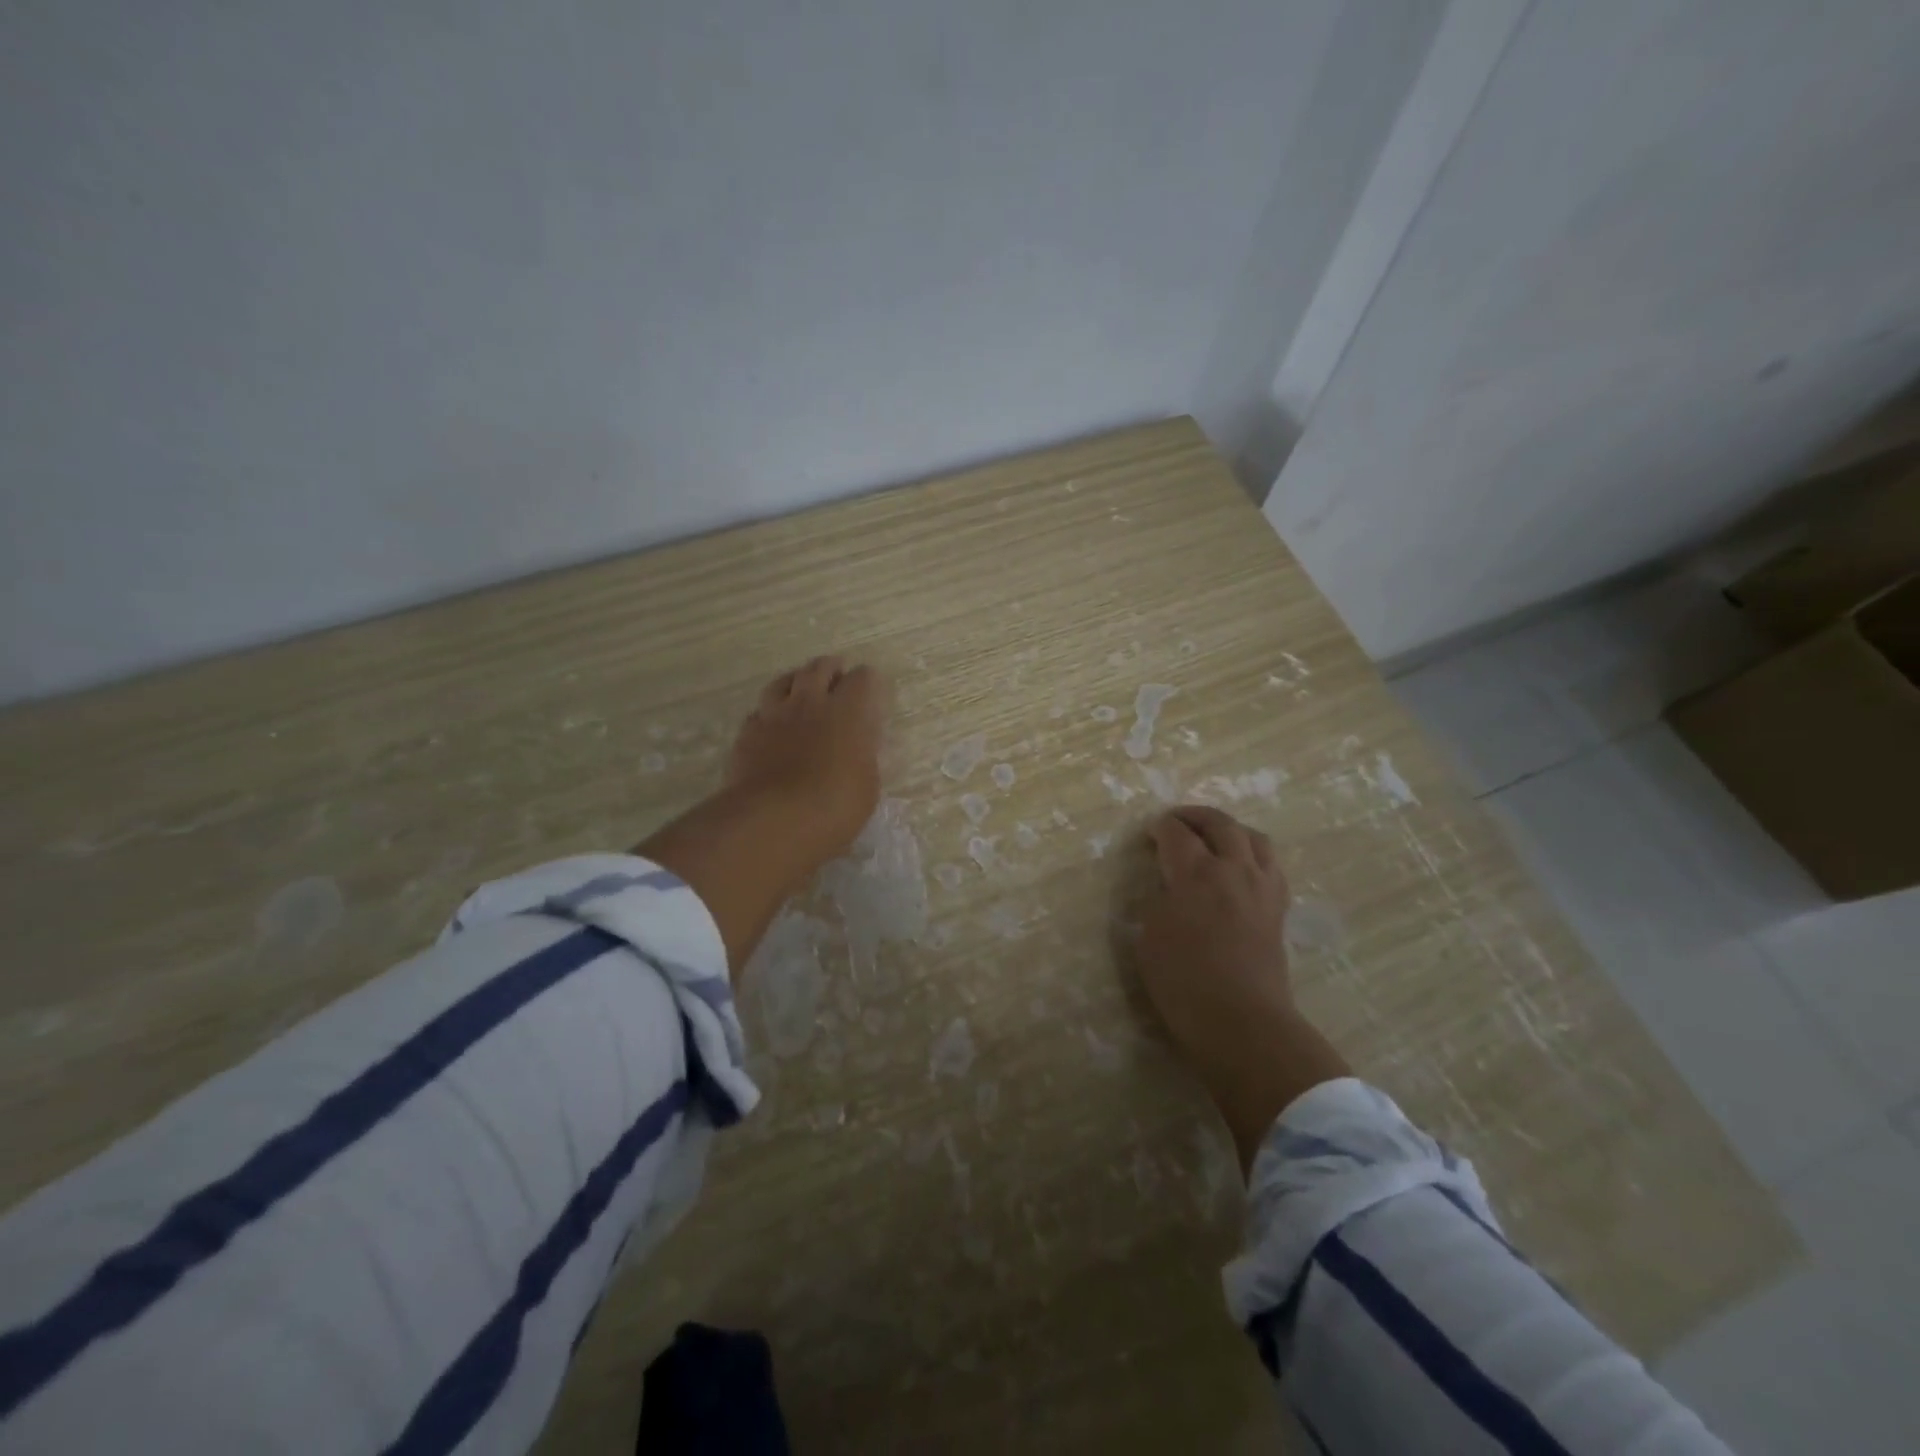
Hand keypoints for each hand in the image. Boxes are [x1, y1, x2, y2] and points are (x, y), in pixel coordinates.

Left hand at [725, 655, 886, 862]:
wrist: (772, 820)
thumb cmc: (834, 806)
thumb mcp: (866, 786)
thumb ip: (862, 757)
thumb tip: (858, 747)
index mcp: (847, 712)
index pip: (862, 678)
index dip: (867, 680)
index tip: (870, 687)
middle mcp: (810, 703)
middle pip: (818, 668)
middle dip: (830, 668)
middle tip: (836, 674)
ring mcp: (774, 715)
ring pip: (782, 681)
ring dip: (795, 680)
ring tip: (800, 688)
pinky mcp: (747, 734)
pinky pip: (759, 711)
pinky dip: (769, 713)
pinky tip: (771, 724)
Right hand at [1138, 807, 1349, 1172]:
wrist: (1242, 1023)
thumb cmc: (1184, 981)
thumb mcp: (1150, 937)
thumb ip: (1159, 902)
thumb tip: (1171, 890)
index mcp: (1197, 873)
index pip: (1177, 833)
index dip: (1160, 828)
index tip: (1148, 834)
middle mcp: (1234, 870)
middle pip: (1221, 824)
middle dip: (1196, 816)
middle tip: (1177, 821)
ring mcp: (1262, 889)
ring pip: (1255, 838)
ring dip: (1231, 830)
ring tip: (1215, 837)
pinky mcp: (1278, 911)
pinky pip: (1271, 866)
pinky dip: (1253, 856)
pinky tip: (1241, 869)